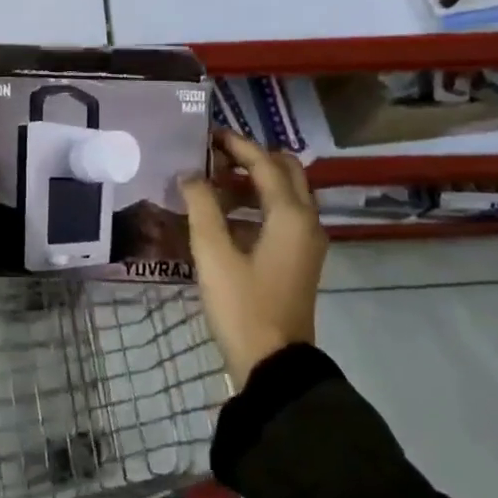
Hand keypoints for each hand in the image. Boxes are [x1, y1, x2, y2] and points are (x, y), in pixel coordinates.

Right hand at [179, 130, 326, 389]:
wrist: (274, 364)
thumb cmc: (243, 305)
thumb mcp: (213, 253)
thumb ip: (201, 206)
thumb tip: (190, 174)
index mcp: (290, 215)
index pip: (264, 163)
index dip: (236, 145)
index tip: (208, 134)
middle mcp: (307, 221)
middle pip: (285, 172)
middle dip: (251, 158)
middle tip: (215, 157)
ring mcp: (306, 242)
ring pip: (285, 193)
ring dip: (253, 181)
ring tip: (213, 184)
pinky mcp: (298, 259)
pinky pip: (282, 215)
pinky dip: (258, 204)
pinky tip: (225, 216)